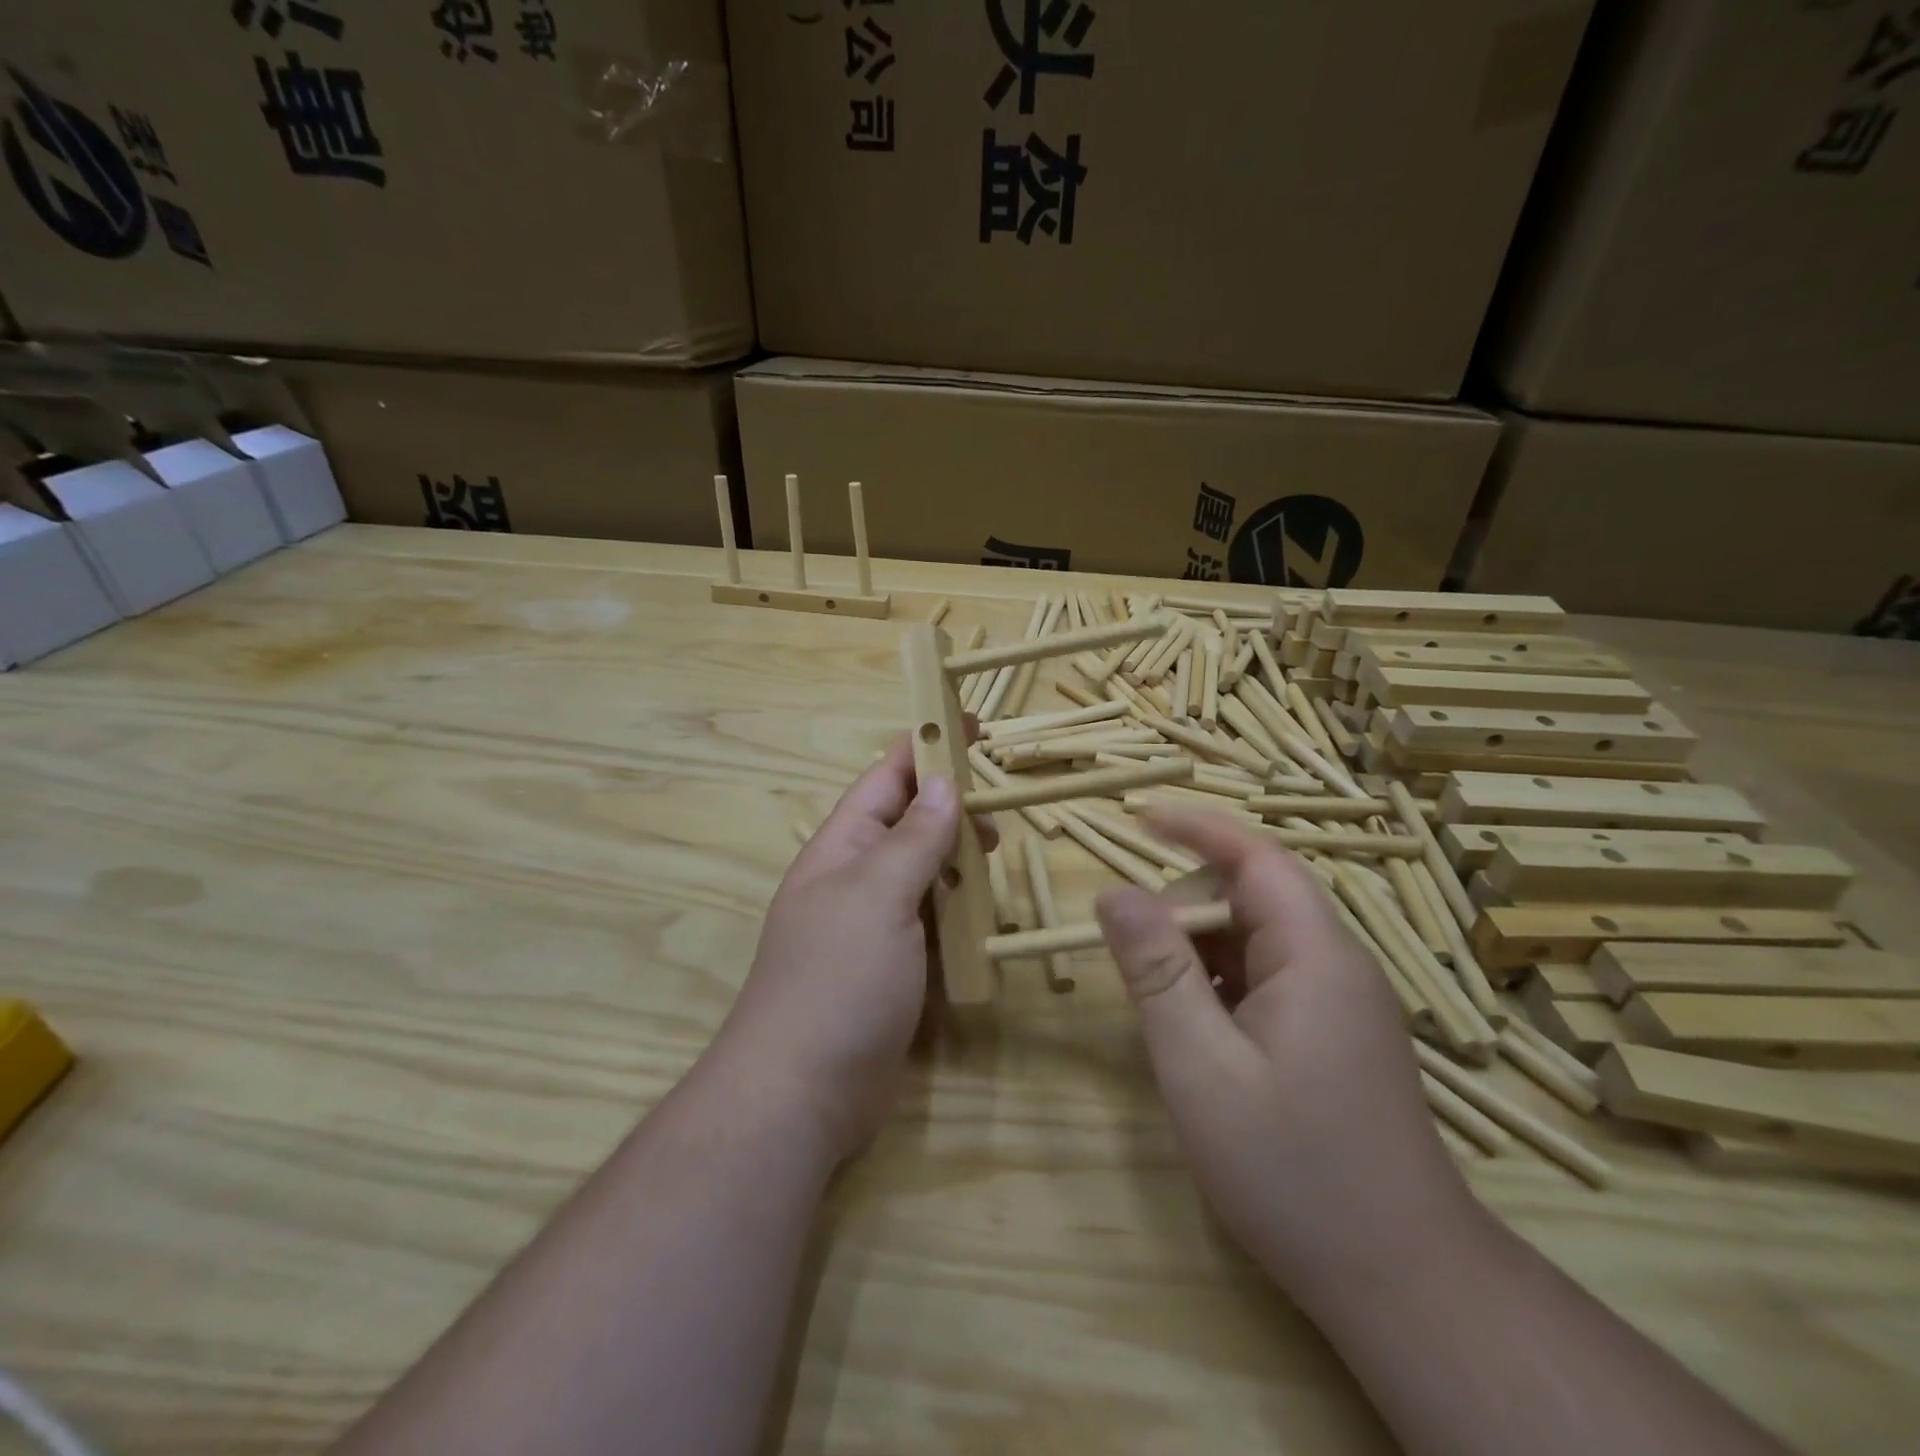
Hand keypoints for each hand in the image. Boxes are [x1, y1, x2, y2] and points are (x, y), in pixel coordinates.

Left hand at [712, 735, 996, 1163]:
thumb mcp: (877, 897)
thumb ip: (913, 839)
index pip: (885, 779)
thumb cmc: (836, 980)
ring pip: (922, 874)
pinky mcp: (891, 970)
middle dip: (950, 807)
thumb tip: (943, 784)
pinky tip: (986, 917)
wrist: (802, 1094)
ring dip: (957, 860)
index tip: (970, 724)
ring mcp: (872, 928)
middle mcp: (854, 880)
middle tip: (1000, 808)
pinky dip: (958, 912)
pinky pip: (930, 923)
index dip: (925, 747)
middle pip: (906, 824)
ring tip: (998, 855)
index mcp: (842, 849)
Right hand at [1095, 809, 1477, 1308]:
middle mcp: (1336, 966)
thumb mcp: (1200, 1067)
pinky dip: (1221, 984)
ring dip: (1200, 951)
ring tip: (1158, 999)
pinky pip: (1268, 980)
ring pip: (1257, 941)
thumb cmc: (1293, 1170)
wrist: (1402, 1283)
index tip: (1138, 817)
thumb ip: (1156, 971)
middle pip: (1254, 897)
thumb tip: (1114, 892)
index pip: (1258, 858)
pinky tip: (1197, 1032)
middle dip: (1186, 906)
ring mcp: (1340, 1003)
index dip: (1198, 828)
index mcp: (1314, 957)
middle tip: (1133, 949)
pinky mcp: (1335, 1036)